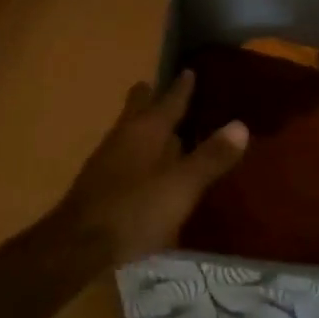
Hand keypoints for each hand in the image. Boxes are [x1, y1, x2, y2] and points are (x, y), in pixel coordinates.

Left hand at [59, 70, 249, 263]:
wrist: (77, 246)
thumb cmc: (134, 210)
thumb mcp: (180, 187)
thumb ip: (210, 158)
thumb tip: (241, 125)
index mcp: (145, 132)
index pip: (168, 102)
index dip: (181, 88)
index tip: (189, 71)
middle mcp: (123, 138)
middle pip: (136, 109)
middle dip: (149, 97)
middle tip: (158, 85)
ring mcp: (106, 161)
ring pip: (127, 131)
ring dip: (142, 124)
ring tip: (157, 124)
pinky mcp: (98, 185)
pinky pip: (122, 155)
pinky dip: (136, 151)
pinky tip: (143, 167)